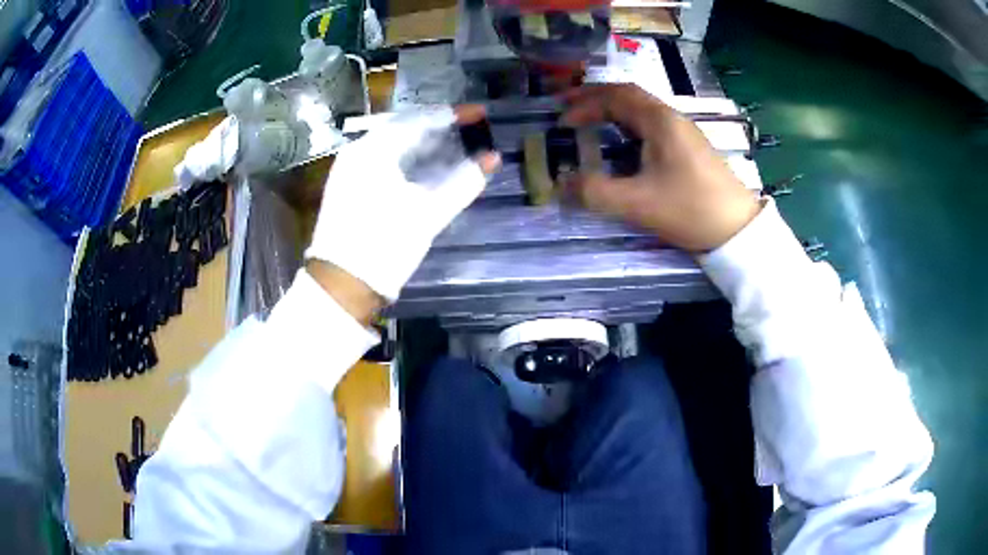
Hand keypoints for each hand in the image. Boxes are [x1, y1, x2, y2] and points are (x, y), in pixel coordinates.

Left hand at [305, 105, 499, 300]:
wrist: (342, 286)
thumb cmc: (384, 246)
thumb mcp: (428, 214)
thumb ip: (462, 183)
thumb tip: (491, 159)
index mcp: (372, 151)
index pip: (418, 120)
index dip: (453, 116)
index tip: (480, 114)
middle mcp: (357, 152)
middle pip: (404, 128)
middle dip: (438, 128)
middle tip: (469, 129)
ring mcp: (349, 169)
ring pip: (392, 145)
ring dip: (423, 144)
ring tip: (453, 145)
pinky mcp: (348, 187)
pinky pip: (382, 161)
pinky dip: (407, 159)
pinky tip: (425, 167)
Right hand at [561, 84, 761, 251]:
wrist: (737, 229)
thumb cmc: (690, 209)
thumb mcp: (638, 203)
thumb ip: (595, 192)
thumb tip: (560, 184)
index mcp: (659, 121)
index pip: (614, 96)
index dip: (583, 104)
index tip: (561, 122)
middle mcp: (671, 118)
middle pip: (627, 95)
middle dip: (594, 97)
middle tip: (567, 106)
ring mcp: (683, 131)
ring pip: (641, 109)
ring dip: (612, 109)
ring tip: (589, 120)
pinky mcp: (689, 147)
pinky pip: (651, 124)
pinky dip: (628, 124)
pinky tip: (622, 142)